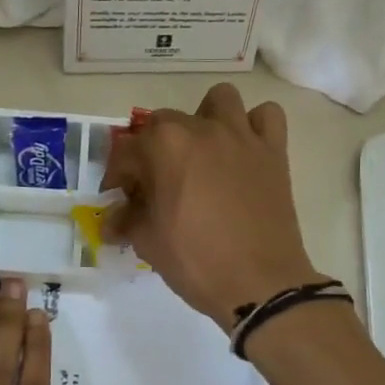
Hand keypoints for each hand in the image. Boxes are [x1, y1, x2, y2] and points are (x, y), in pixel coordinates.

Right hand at [102, 83, 324, 329]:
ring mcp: (241, 136)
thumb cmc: (197, 262)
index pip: (127, 151)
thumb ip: (127, 220)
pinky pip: (266, 116)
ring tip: (201, 152)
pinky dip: (254, 126)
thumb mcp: (148, 242)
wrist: (260, 284)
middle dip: (153, 149)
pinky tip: (244, 151)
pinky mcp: (273, 151)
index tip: (118, 197)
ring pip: (219, 101)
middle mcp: (202, 128)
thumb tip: (111, 220)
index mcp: (164, 146)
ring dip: (205, 119)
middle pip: (165, 122)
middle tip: (155, 184)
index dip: (117, 176)